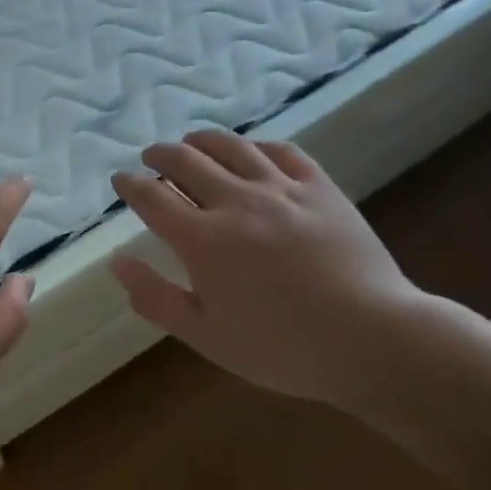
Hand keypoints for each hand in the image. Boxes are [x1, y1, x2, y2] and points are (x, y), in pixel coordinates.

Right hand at [110, 130, 430, 408]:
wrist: (374, 340)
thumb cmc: (284, 348)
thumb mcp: (208, 337)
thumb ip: (156, 298)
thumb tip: (117, 262)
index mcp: (203, 240)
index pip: (152, 197)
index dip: (130, 184)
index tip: (121, 179)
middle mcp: (235, 202)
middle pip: (185, 160)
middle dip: (160, 155)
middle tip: (151, 158)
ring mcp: (280, 188)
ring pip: (229, 146)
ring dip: (201, 140)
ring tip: (191, 143)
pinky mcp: (319, 187)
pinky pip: (280, 151)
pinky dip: (255, 146)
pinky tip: (250, 152)